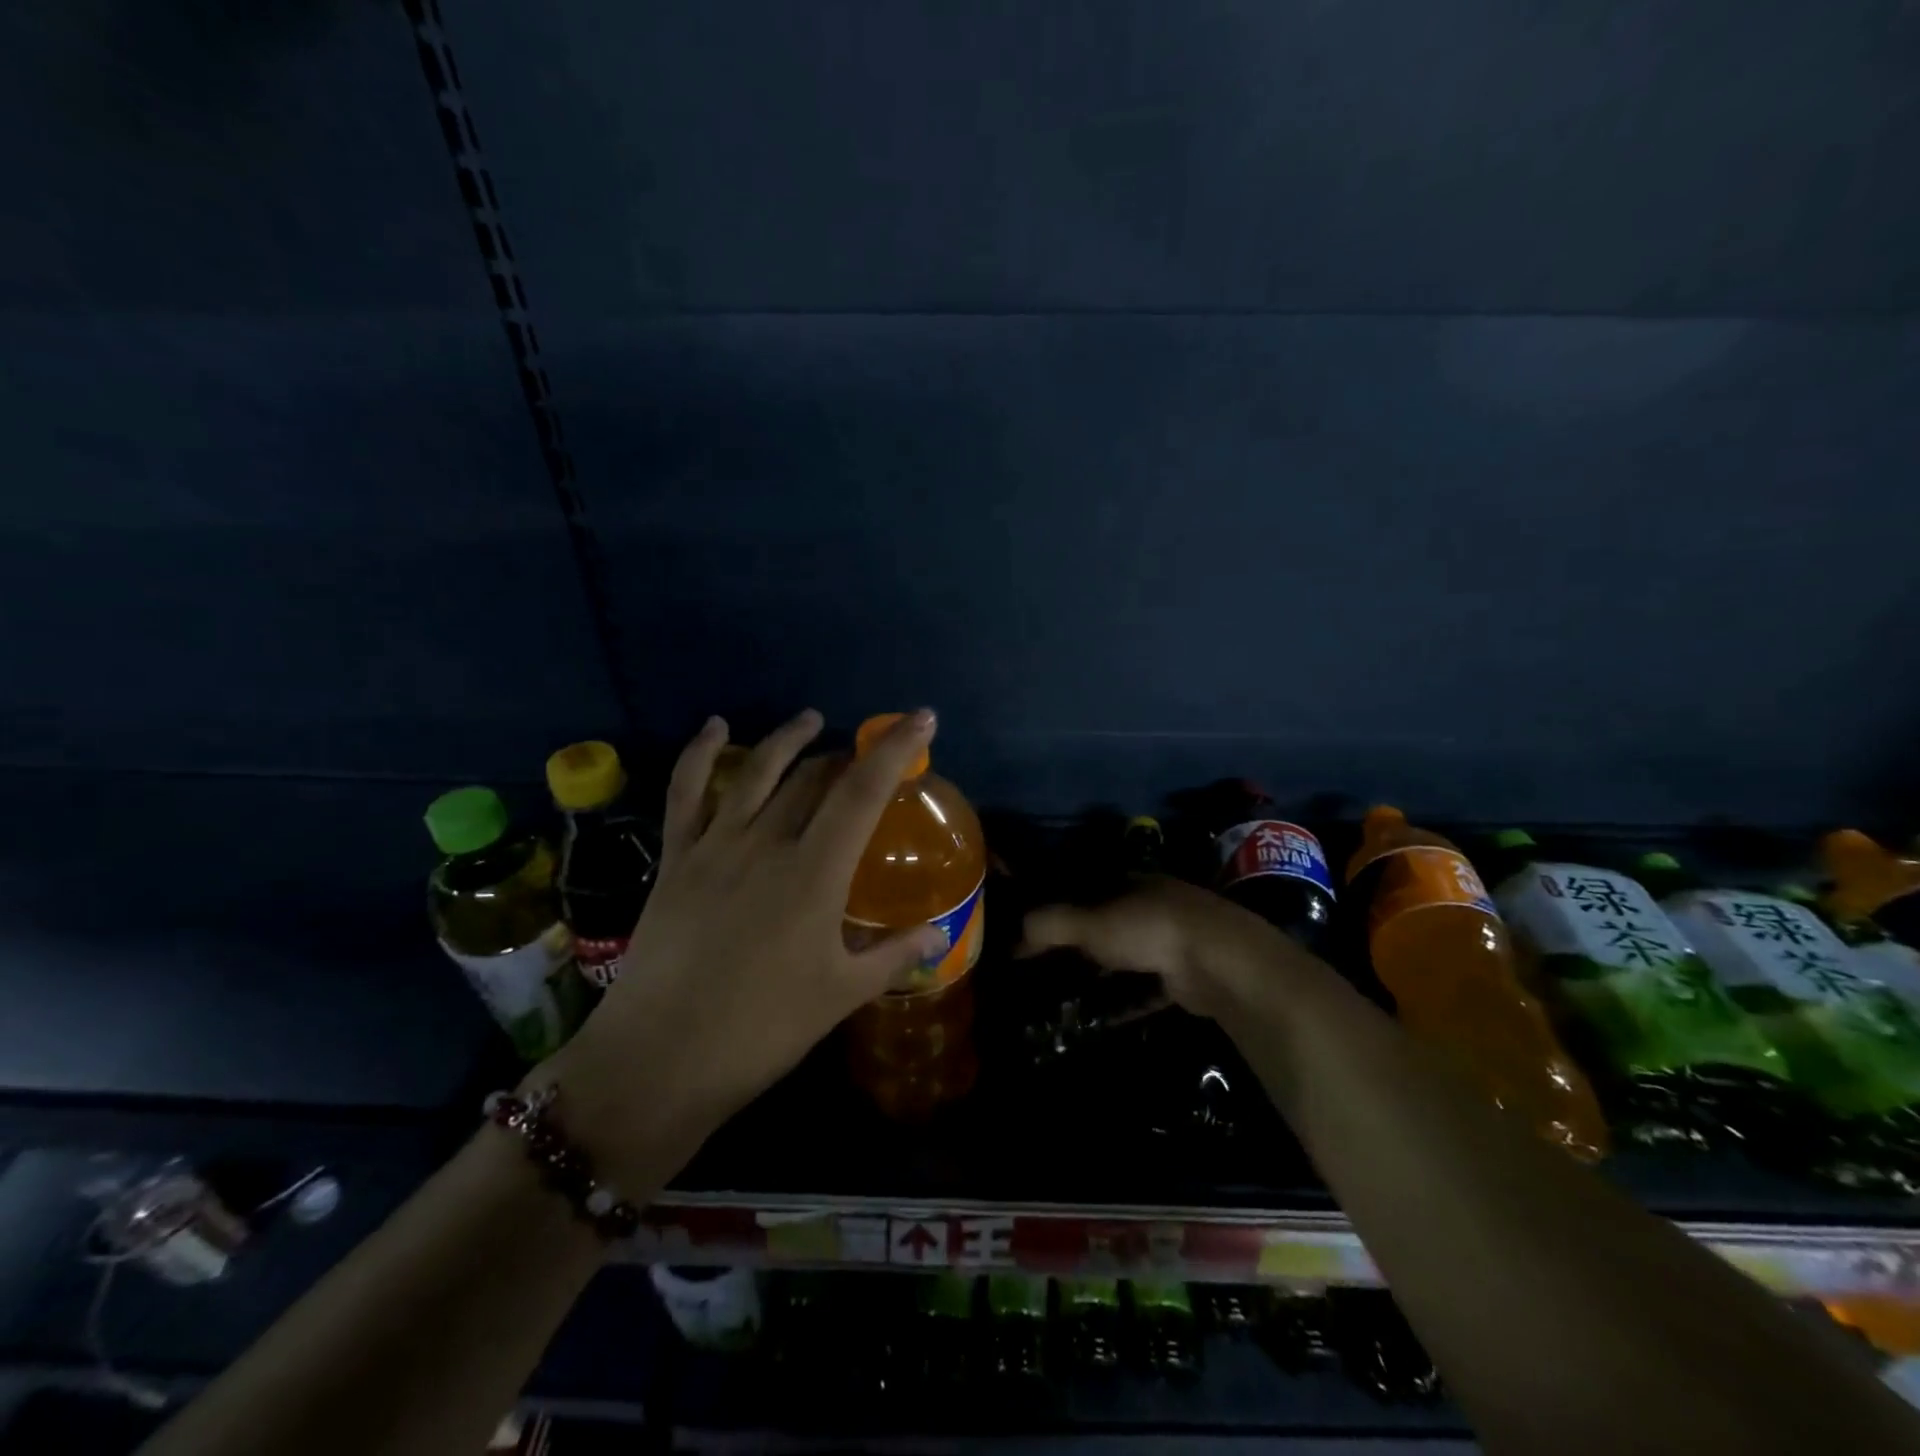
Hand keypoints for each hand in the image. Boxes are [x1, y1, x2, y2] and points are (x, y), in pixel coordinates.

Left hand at [543, 708, 944, 1182]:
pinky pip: (686, 792)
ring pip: (756, 771)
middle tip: (865, 757)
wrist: (660, 1059)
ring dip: (788, 740)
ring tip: (810, 720)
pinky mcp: (676, 859)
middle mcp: (767, 843)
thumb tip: (937, 934)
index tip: (920, 719)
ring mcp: (715, 846)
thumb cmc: (762, 1030)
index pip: (862, 792)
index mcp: (814, 873)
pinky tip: (716, 727)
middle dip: (846, 756)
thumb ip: (893, 955)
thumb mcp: (840, 994)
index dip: (895, 750)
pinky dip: (699, 753)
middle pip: (813, 777)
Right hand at [1020, 877, 1298, 1020]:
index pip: (1088, 889)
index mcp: (1133, 882)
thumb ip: (1051, 924)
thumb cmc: (1149, 928)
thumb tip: (1012, 933)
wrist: (1221, 962)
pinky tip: (1100, 1019)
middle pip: (1108, 924)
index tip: (1034, 930)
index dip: (1061, 906)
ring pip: (1128, 958)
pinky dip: (1124, 1002)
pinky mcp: (1187, 978)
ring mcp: (1175, 942)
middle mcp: (1155, 906)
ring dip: (1101, 976)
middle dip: (1080, 945)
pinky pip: (1146, 990)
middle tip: (1046, 967)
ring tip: (1066, 997)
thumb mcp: (1091, 922)